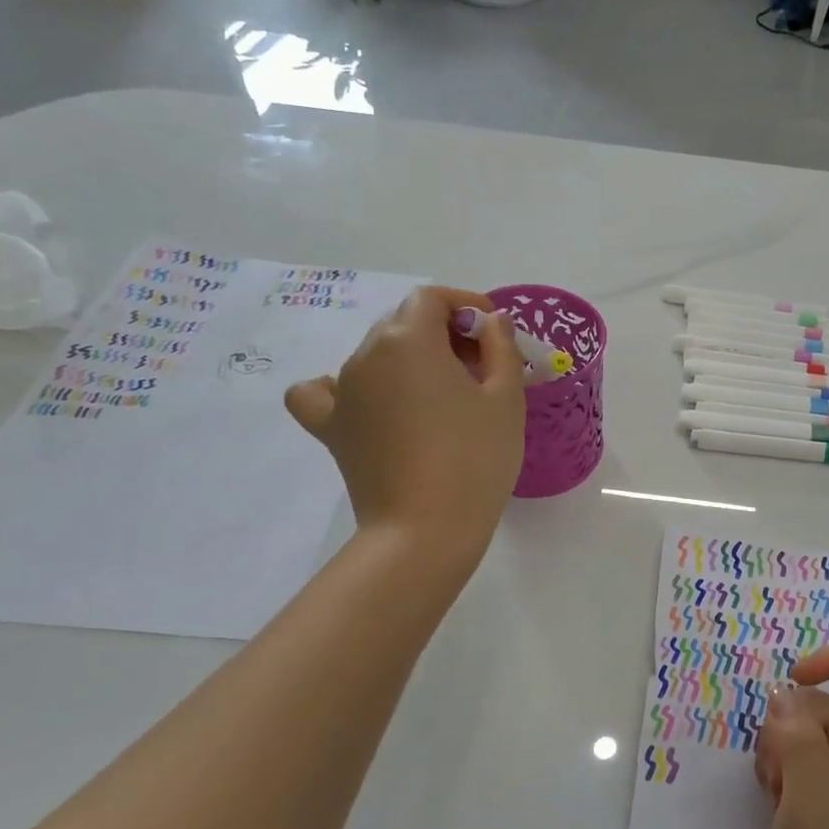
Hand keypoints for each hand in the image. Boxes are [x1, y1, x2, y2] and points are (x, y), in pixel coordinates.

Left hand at [284, 286, 524, 555]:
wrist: (425, 530)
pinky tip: (367, 404)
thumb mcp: (505, 398)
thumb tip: (492, 321)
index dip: (465, 305)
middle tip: (480, 368)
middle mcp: (366, 354)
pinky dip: (343, 389)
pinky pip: (323, 392)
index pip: (431, 298)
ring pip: (375, 354)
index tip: (492, 332)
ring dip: (410, 360)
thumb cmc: (475, 458)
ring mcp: (342, 391)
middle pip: (404, 323)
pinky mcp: (330, 427)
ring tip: (441, 395)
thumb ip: (501, 347)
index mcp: (409, 340)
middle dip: (443, 333)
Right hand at [754, 647, 828, 828]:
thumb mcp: (809, 793)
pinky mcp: (826, 799)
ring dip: (778, 752)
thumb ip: (795, 735)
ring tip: (777, 796)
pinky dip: (780, 774)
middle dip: (788, 724)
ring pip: (801, 730)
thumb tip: (782, 694)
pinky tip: (775, 807)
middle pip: (820, 700)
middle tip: (779, 773)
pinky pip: (797, 761)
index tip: (791, 683)